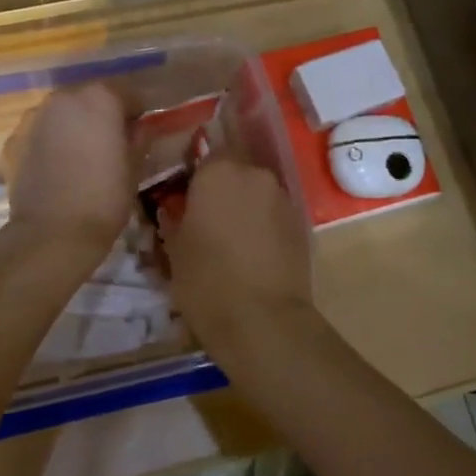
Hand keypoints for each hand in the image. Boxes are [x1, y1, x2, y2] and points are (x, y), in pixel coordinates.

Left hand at [2, 84, 133, 258]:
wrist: (51, 234)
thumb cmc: (104, 198)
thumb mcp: (134, 168)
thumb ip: (140, 137)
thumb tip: (142, 125)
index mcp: (100, 97)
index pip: (129, 94)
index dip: (138, 113)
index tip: (140, 133)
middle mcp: (64, 97)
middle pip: (91, 98)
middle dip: (103, 115)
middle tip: (111, 144)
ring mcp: (35, 116)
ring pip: (63, 113)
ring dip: (74, 126)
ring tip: (81, 157)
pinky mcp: (14, 139)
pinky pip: (40, 133)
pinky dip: (50, 142)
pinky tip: (57, 168)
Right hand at [162, 156, 312, 361]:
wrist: (263, 321)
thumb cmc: (207, 281)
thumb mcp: (174, 251)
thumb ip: (173, 219)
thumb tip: (173, 209)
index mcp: (218, 172)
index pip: (205, 155)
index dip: (196, 176)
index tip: (186, 198)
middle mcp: (254, 174)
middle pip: (235, 170)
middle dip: (222, 189)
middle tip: (207, 218)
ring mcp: (282, 197)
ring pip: (257, 192)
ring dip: (245, 206)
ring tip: (231, 240)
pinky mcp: (302, 222)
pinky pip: (274, 214)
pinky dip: (264, 225)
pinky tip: (253, 253)